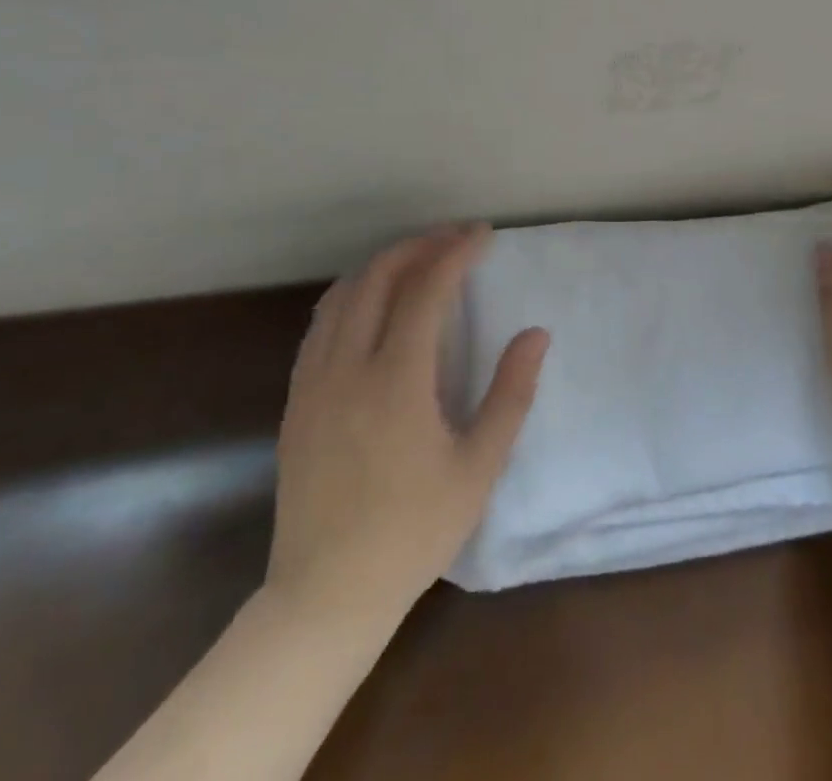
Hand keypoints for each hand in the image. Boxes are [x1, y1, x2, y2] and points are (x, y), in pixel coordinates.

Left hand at [264, 225, 548, 623]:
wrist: (326, 595)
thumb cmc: (413, 533)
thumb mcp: (479, 467)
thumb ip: (511, 394)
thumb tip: (535, 334)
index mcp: (396, 380)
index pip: (426, 290)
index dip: (455, 252)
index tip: (482, 235)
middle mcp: (348, 367)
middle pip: (378, 277)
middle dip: (419, 246)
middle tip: (454, 239)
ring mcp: (314, 381)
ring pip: (343, 294)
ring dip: (383, 265)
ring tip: (418, 259)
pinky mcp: (296, 400)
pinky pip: (321, 324)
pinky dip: (352, 294)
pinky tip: (372, 303)